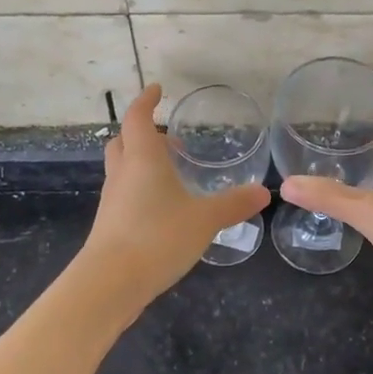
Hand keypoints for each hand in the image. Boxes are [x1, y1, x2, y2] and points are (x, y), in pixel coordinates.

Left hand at [83, 83, 270, 310]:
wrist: (110, 283)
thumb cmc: (158, 237)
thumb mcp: (204, 220)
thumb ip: (233, 204)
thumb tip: (263, 193)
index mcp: (142, 159)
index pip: (138, 118)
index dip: (146, 100)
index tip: (158, 90)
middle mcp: (122, 173)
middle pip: (123, 141)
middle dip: (142, 133)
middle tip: (168, 138)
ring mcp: (111, 200)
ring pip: (122, 169)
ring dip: (140, 162)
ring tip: (170, 174)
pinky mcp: (108, 225)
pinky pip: (123, 194)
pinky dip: (139, 189)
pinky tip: (161, 209)